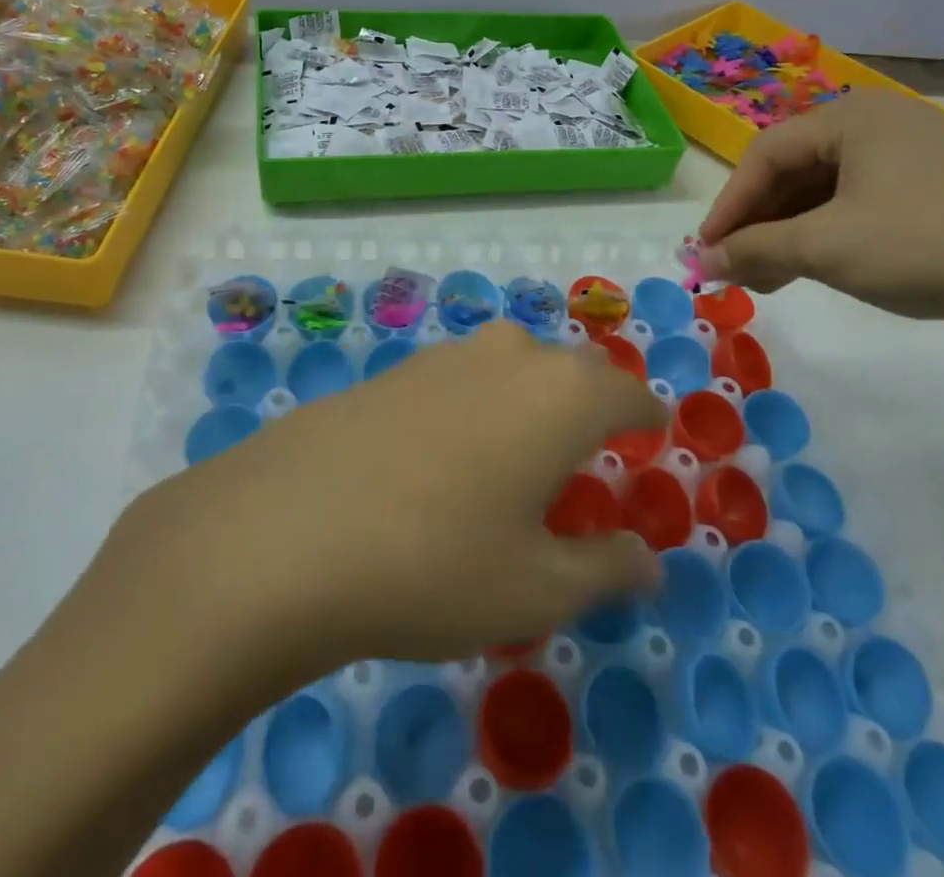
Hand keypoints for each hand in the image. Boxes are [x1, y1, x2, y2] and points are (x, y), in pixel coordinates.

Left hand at [109, 322, 666, 674]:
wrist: (289, 529)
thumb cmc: (437, 563)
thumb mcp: (536, 588)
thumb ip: (605, 569)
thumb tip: (647, 560)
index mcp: (563, 396)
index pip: (628, 393)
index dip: (647, 416)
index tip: (654, 433)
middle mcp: (512, 356)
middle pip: (573, 370)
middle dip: (593, 403)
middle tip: (592, 448)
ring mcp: (448, 355)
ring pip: (516, 366)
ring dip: (533, 399)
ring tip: (524, 451)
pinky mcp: (398, 369)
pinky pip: (465, 377)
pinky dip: (482, 403)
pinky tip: (452, 451)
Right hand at [699, 89, 943, 323]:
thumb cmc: (920, 246)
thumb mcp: (824, 247)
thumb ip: (754, 249)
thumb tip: (701, 263)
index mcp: (851, 117)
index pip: (766, 155)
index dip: (729, 204)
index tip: (705, 249)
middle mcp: (875, 126)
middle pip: (792, 172)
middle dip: (756, 223)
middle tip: (729, 266)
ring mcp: (903, 159)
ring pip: (820, 193)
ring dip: (784, 235)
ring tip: (759, 279)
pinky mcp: (924, 193)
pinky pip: (852, 207)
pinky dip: (821, 238)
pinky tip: (800, 272)